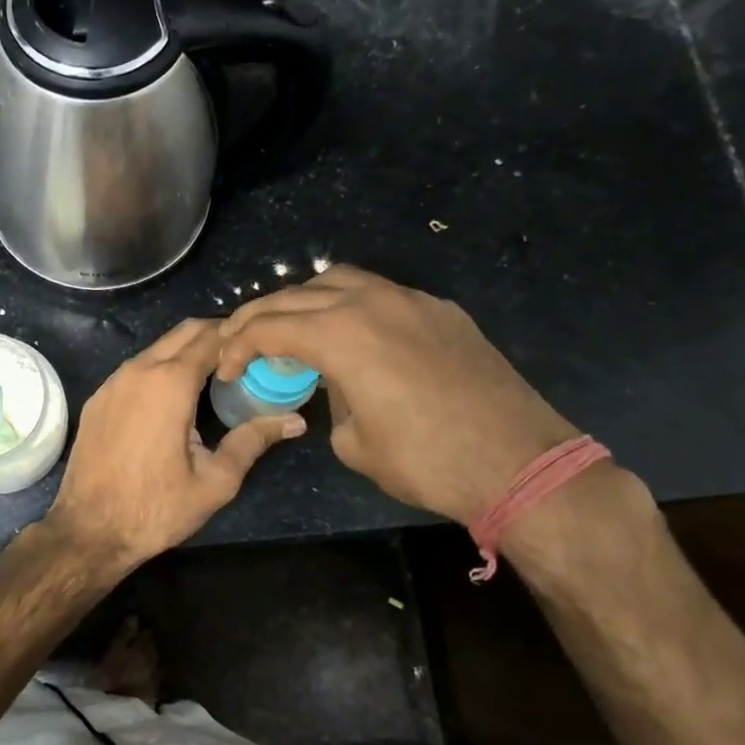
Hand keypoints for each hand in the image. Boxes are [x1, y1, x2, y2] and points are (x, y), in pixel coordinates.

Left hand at [46, 318, 304, 573]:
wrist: (89, 530)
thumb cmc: (156, 508)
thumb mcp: (215, 480)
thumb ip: (253, 441)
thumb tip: (295, 421)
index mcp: (170, 382)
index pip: (211, 337)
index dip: (238, 337)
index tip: (261, 346)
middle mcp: (138, 370)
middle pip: (183, 332)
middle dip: (215, 335)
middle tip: (243, 356)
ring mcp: (112, 382)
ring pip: (157, 348)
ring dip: (186, 351)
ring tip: (215, 374)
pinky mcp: (97, 398)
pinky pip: (135, 369)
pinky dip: (160, 369)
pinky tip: (174, 397)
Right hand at [216, 266, 575, 523]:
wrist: (520, 464)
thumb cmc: (426, 461)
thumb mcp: (353, 442)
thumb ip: (330, 399)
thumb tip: (335, 383)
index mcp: (341, 334)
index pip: (270, 326)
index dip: (237, 345)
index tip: (224, 367)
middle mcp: (372, 302)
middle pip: (297, 295)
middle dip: (260, 316)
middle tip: (240, 340)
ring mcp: (412, 301)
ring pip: (341, 280)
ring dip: (305, 299)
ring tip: (291, 325)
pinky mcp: (442, 311)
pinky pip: (382, 294)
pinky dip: (350, 305)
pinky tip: (351, 333)